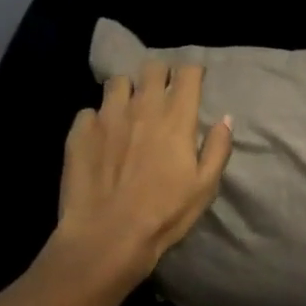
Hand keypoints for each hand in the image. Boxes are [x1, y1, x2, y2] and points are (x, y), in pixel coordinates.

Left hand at [53, 61, 232, 284]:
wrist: (107, 237)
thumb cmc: (164, 214)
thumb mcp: (205, 186)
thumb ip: (218, 147)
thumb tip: (225, 119)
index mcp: (176, 117)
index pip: (188, 73)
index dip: (193, 73)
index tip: (195, 82)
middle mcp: (141, 106)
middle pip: (152, 68)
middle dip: (161, 74)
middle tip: (163, 92)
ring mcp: (107, 116)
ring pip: (118, 82)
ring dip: (128, 90)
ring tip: (129, 109)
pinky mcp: (79, 132)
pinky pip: (90, 111)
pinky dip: (98, 118)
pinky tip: (101, 136)